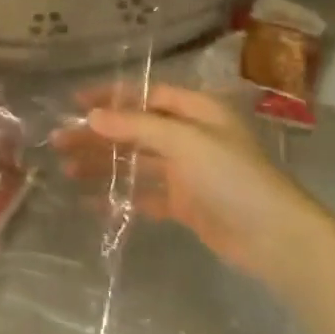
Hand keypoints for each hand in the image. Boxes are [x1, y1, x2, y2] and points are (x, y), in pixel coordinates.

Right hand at [52, 85, 307, 277]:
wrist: (276, 238)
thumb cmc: (232, 177)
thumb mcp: (184, 141)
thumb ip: (137, 126)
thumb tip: (92, 115)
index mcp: (196, 110)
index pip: (145, 95)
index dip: (110, 97)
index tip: (74, 103)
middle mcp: (190, 136)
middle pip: (135, 129)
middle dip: (99, 135)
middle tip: (59, 142)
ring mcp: (187, 171)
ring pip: (136, 162)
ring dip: (104, 164)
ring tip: (67, 170)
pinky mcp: (186, 204)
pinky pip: (145, 195)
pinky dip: (120, 196)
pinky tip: (91, 202)